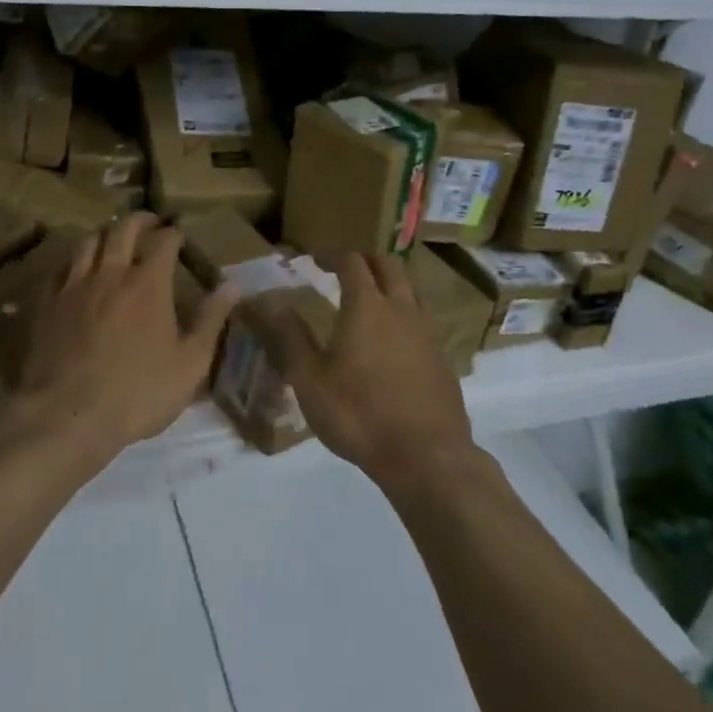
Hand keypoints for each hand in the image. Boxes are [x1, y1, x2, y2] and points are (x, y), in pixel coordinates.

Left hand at [11, 214, 238, 468]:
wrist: (68, 416)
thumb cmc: (138, 393)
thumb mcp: (190, 364)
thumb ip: (211, 320)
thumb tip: (232, 285)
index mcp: (148, 283)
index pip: (163, 240)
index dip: (173, 232)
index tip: (179, 233)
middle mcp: (111, 273)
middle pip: (122, 229)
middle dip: (140, 220)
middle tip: (150, 223)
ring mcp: (75, 285)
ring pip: (88, 241)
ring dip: (105, 233)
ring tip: (113, 238)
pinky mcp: (48, 302)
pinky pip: (61, 267)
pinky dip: (75, 260)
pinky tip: (78, 269)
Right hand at [265, 252, 475, 491]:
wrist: (426, 457)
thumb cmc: (359, 414)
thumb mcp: (309, 379)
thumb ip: (290, 336)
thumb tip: (270, 301)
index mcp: (367, 306)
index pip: (352, 261)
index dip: (332, 254)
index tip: (315, 257)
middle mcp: (401, 309)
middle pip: (389, 265)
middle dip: (365, 259)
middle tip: (345, 269)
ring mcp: (427, 334)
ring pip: (412, 290)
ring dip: (390, 284)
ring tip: (372, 299)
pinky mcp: (442, 360)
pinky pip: (423, 321)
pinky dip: (405, 315)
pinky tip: (394, 341)